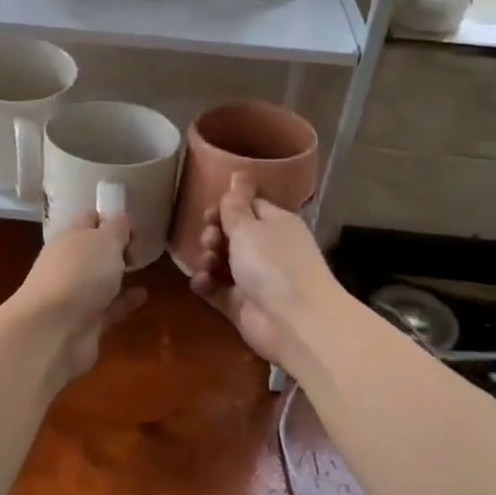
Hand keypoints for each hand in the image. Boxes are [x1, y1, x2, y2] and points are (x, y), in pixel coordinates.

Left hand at [11, 210, 147, 384]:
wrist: (53, 332)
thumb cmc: (79, 274)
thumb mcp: (105, 240)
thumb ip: (118, 228)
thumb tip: (122, 222)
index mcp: (69, 238)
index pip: (89, 219)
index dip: (110, 217)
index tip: (134, 226)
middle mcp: (68, 264)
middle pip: (93, 250)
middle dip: (114, 247)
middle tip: (139, 248)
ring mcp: (75, 295)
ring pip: (99, 280)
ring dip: (118, 274)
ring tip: (143, 268)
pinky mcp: (85, 323)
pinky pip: (109, 307)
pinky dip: (125, 301)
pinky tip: (143, 295)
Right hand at [189, 173, 339, 368]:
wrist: (295, 323)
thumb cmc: (273, 264)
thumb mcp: (248, 226)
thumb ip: (235, 203)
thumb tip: (238, 171)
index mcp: (275, 224)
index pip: (248, 206)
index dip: (226, 207)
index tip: (209, 213)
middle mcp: (266, 248)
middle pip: (231, 234)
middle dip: (213, 234)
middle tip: (210, 240)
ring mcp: (254, 278)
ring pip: (221, 261)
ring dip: (207, 259)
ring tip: (207, 264)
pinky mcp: (241, 304)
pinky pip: (216, 288)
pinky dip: (206, 284)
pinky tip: (201, 282)